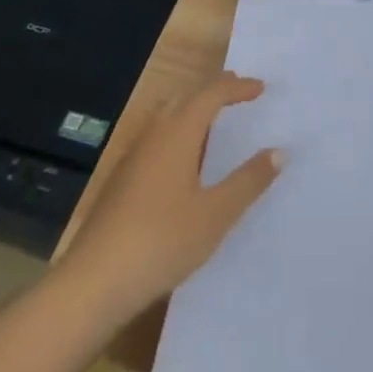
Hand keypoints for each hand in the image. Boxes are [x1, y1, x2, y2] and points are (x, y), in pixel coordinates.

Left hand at [60, 72, 284, 322]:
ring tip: (214, 120)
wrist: (93, 283)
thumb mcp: (216, 214)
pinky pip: (155, 137)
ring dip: (192, 108)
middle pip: (185, 97)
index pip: (210, 95)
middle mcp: (153, 135)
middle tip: (239, 93)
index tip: (261, 88)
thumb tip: (279, 151)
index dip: (236, 88)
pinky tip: (184, 160)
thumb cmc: (162, 241)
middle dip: (212, 91)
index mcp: (177, 134)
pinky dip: (177, 131)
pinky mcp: (121, 180)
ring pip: (166, 116)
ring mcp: (133, 158)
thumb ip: (249, 181)